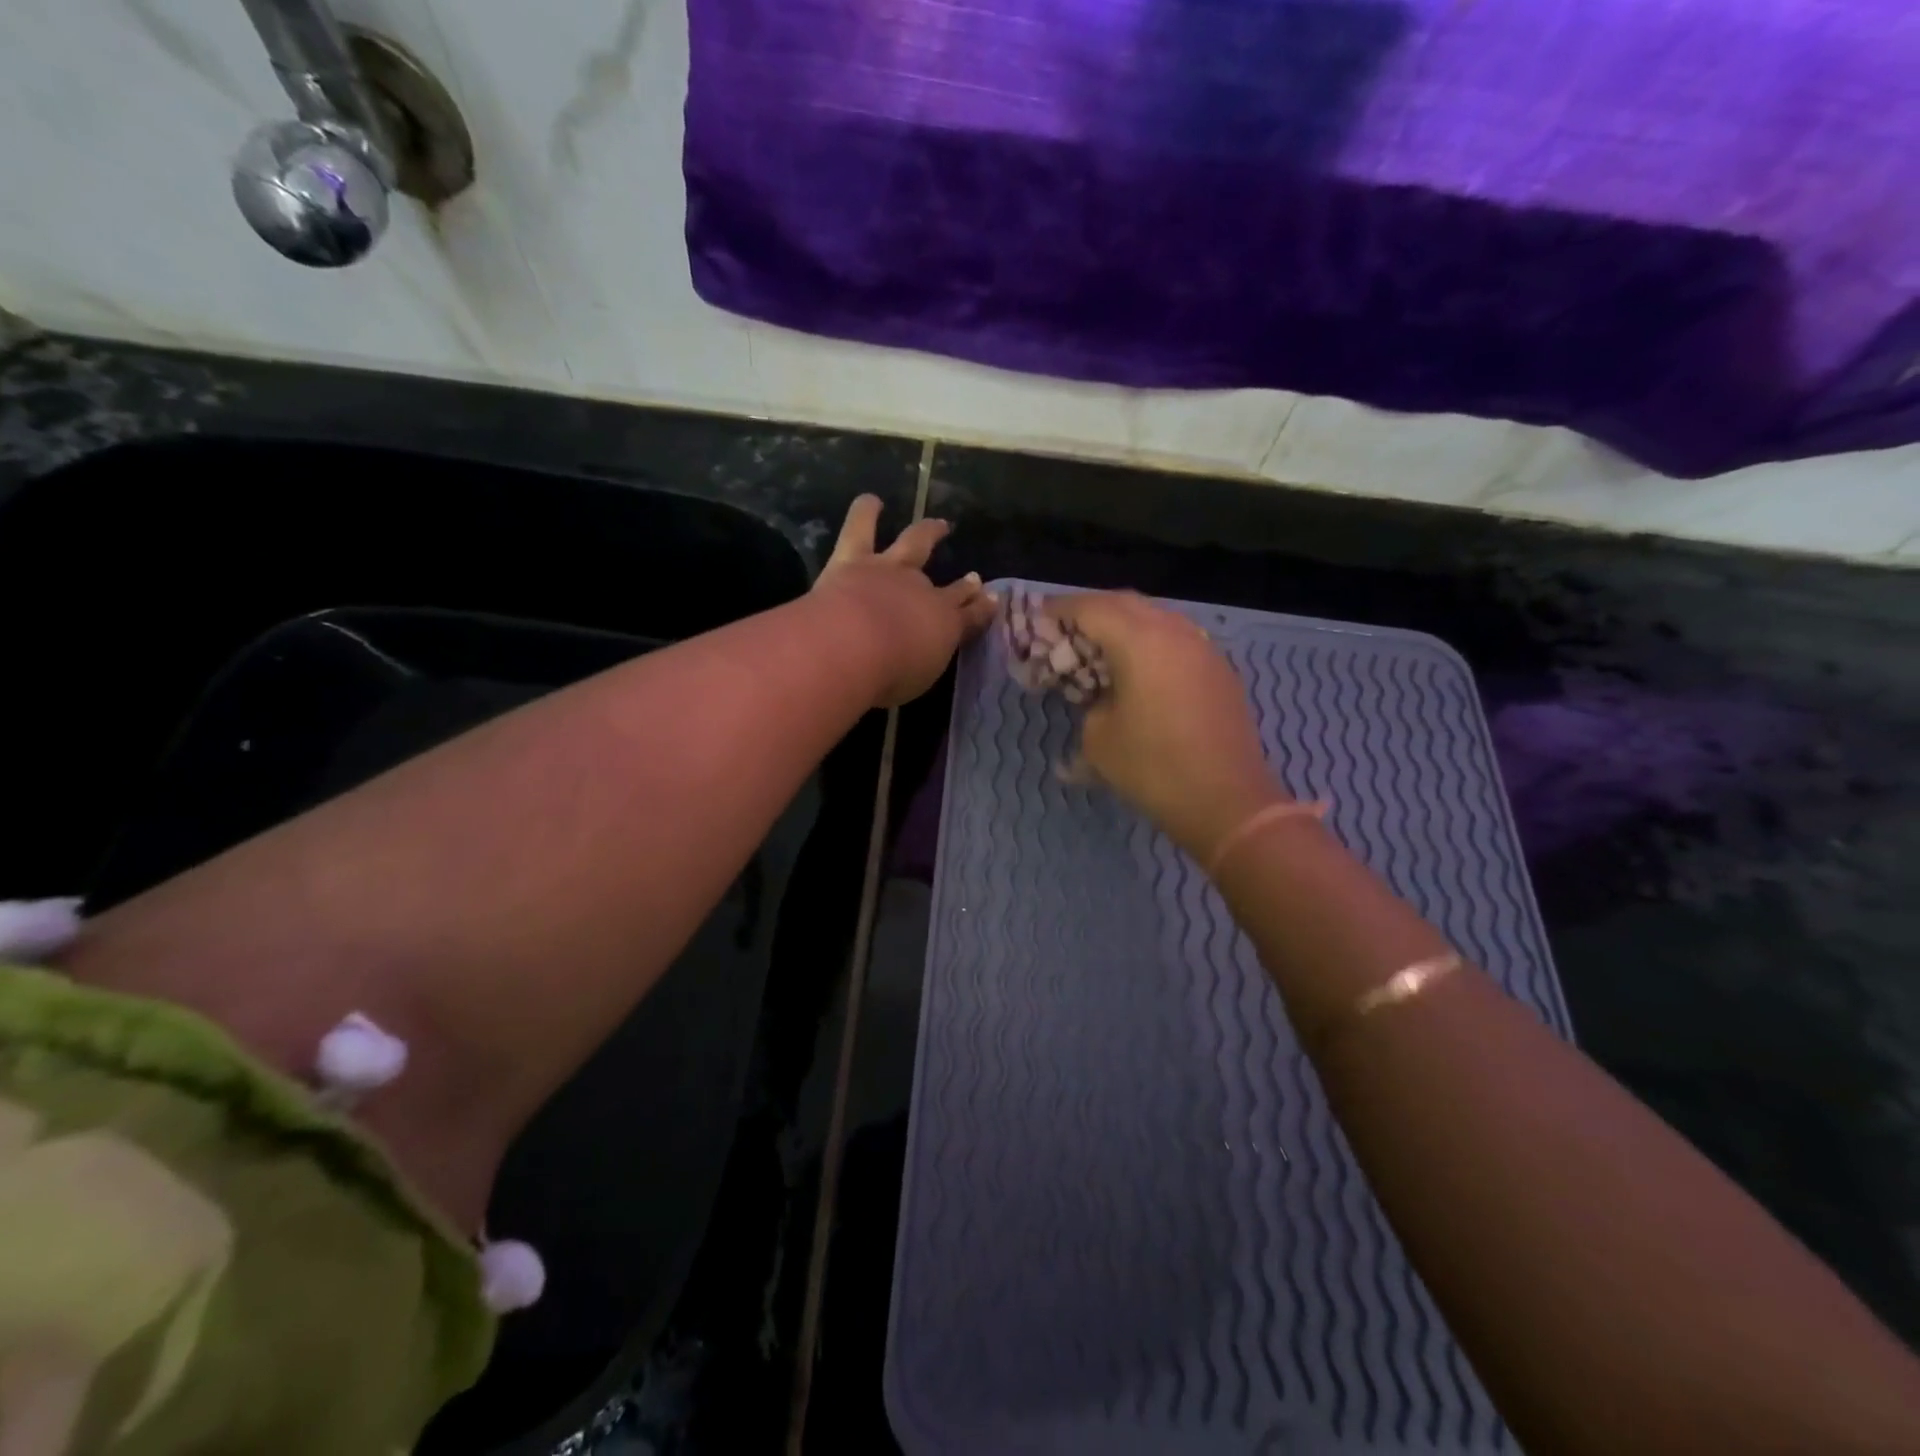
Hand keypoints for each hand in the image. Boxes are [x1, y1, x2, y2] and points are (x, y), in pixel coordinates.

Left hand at [814, 495, 996, 706]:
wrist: (852, 645)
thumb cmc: (888, 675)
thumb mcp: (917, 677)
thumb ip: (920, 662)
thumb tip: (920, 652)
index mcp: (944, 626)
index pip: (969, 617)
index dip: (981, 609)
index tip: (993, 600)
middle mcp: (924, 592)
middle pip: (949, 586)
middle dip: (964, 584)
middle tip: (973, 577)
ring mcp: (891, 571)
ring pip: (913, 543)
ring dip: (926, 532)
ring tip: (935, 524)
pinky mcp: (854, 559)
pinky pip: (861, 528)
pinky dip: (866, 511)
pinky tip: (870, 500)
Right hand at [1051, 591, 1286, 855]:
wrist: (1227, 802)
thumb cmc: (1153, 768)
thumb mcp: (1098, 738)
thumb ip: (1089, 702)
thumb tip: (1100, 696)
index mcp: (1139, 640)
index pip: (1089, 608)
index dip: (1058, 610)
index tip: (1035, 620)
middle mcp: (1174, 631)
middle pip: (1123, 603)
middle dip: (1090, 612)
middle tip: (1064, 633)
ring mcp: (1203, 648)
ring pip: (1155, 618)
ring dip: (1123, 626)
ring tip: (1099, 650)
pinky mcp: (1219, 670)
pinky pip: (1176, 640)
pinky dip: (1149, 643)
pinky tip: (1138, 671)